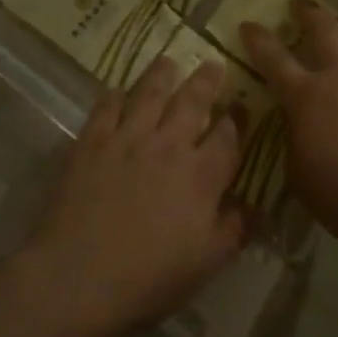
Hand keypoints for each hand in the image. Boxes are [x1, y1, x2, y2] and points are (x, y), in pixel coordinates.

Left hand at [24, 58, 247, 336]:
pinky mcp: (92, 141)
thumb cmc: (150, 275)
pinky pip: (106, 107)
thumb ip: (234, 230)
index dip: (237, 119)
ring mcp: (127, 138)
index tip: (241, 105)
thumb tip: (257, 207)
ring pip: (149, 94)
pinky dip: (114, 95)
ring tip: (168, 60)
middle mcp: (168, 145)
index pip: (227, 137)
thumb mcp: (206, 262)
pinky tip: (117, 90)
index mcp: (201, 175)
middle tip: (212, 63)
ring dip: (161, 75)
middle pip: (192, 102)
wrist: (81, 273)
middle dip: (205, 81)